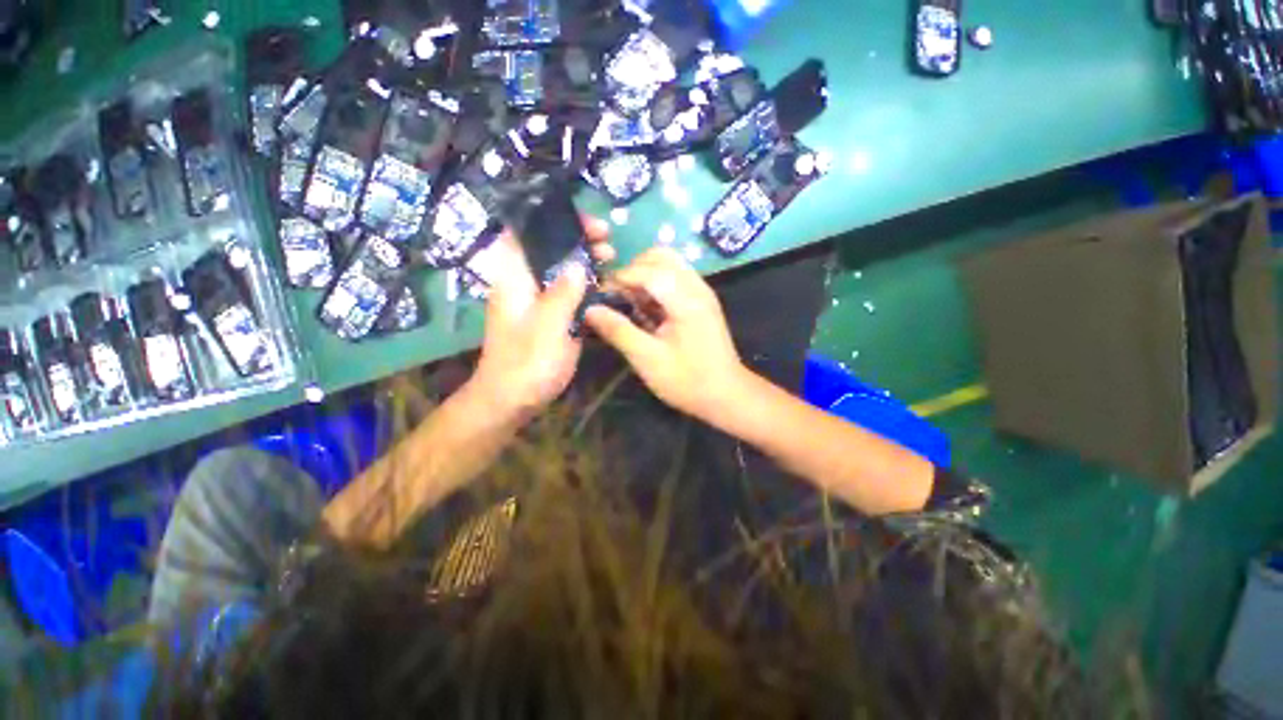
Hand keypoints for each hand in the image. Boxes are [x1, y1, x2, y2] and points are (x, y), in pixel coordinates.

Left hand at [467, 217, 612, 421]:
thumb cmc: (525, 362)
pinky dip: (589, 287)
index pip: (526, 233)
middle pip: (550, 250)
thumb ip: (563, 292)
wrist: (514, 399)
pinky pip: (572, 294)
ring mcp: (541, 302)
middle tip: (607, 239)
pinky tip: (607, 286)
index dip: (551, 221)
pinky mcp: (554, 319)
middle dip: (578, 241)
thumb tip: (578, 263)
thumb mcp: (547, 325)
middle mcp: (526, 284)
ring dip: (587, 263)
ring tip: (612, 258)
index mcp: (514, 278)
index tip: (583, 222)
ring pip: (563, 272)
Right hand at [585, 248, 745, 419]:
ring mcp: (701, 292)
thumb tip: (590, 310)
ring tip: (630, 304)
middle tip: (617, 297)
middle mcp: (696, 287)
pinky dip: (656, 286)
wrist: (726, 395)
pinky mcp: (701, 301)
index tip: (600, 295)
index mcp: (686, 300)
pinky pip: (675, 278)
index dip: (620, 278)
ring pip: (668, 264)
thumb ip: (618, 331)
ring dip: (644, 276)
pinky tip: (647, 310)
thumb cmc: (687, 381)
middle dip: (633, 270)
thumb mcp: (647, 359)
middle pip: (660, 256)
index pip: (647, 270)